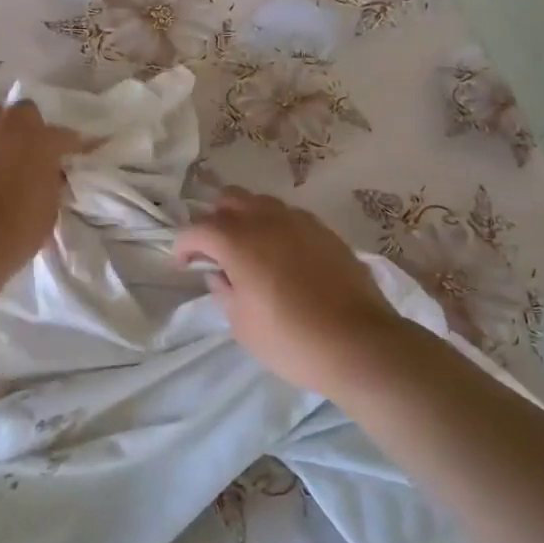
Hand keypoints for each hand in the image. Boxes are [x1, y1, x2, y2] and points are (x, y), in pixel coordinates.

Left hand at [0, 100, 86, 278]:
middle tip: (28, 149)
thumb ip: (49, 184)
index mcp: (40, 142)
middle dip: (27, 126)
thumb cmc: (16, 230)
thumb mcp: (48, 209)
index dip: (75, 144)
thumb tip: (45, 176)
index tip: (82, 150)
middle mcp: (6, 129)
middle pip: (21, 111)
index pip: (65, 136)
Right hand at [174, 187, 405, 398]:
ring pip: (261, 202)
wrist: (360, 344)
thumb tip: (219, 274)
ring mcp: (299, 221)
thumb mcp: (243, 325)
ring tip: (250, 248)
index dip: (184, 245)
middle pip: (229, 199)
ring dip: (247, 217)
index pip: (197, 229)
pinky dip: (277, 227)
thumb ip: (224, 292)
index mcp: (237, 241)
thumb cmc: (291, 340)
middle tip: (215, 248)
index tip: (184, 263)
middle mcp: (265, 220)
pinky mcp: (325, 231)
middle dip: (215, 218)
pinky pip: (291, 216)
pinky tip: (283, 254)